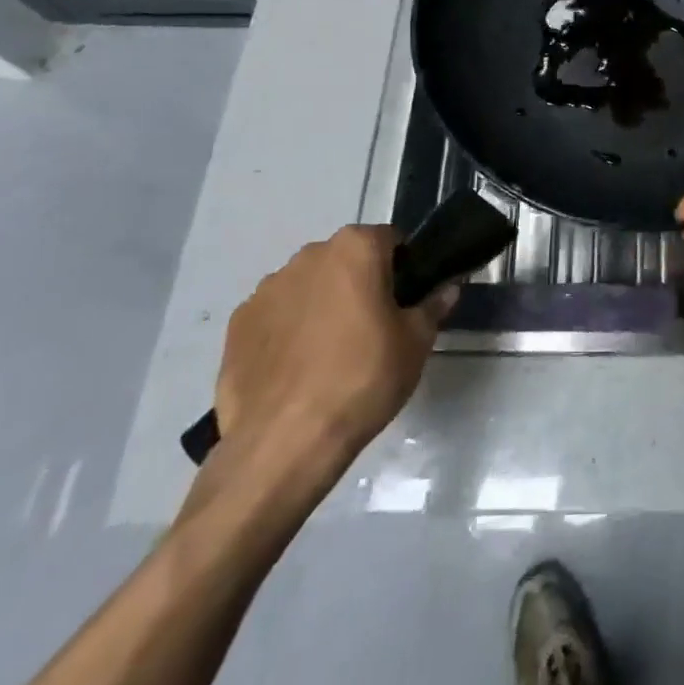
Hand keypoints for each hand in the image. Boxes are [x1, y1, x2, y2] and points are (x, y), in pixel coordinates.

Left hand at [212, 226, 452, 492]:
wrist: (283, 444)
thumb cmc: (363, 379)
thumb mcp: (416, 343)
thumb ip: (434, 306)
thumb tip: (447, 289)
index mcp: (356, 248)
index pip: (389, 241)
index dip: (403, 269)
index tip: (405, 302)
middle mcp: (309, 255)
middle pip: (345, 260)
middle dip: (359, 283)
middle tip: (372, 329)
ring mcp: (266, 289)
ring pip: (307, 286)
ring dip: (321, 305)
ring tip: (329, 355)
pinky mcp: (236, 325)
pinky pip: (274, 317)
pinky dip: (286, 332)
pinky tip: (296, 371)